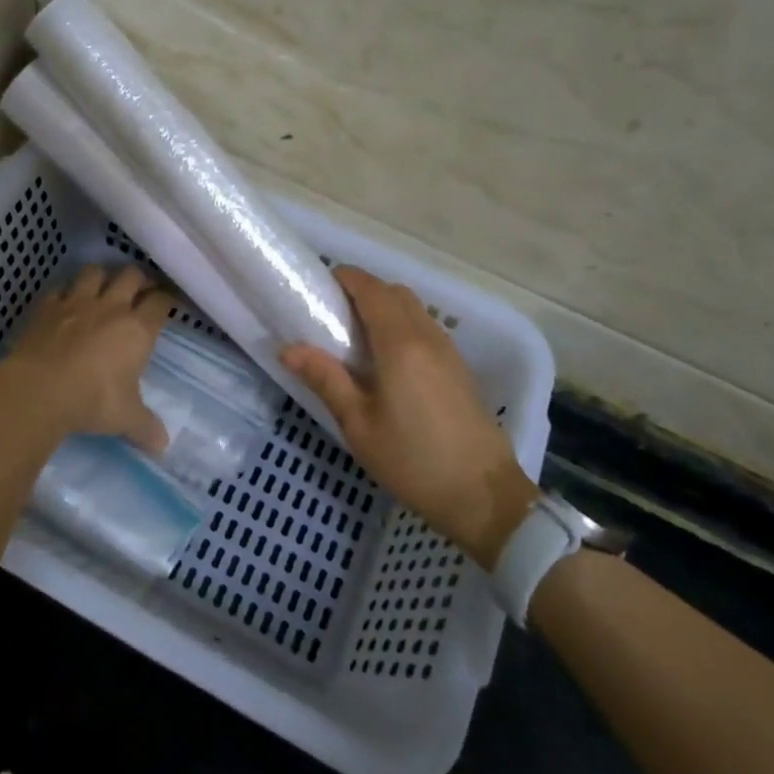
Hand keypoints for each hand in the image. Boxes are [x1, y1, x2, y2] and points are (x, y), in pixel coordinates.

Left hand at [0, 265, 173, 453]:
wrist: (39, 390)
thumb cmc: (92, 401)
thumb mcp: (126, 419)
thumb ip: (146, 428)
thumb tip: (163, 447)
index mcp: (137, 329)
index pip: (160, 302)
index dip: (167, 299)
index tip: (169, 302)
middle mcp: (111, 307)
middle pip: (131, 275)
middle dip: (138, 279)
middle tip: (139, 290)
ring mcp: (76, 302)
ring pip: (94, 272)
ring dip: (101, 276)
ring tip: (102, 287)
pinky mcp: (46, 307)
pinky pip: (59, 289)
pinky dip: (64, 293)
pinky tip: (63, 303)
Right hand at [281, 266, 537, 564]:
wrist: (484, 496)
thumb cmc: (413, 460)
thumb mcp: (358, 424)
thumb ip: (325, 379)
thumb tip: (288, 349)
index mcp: (400, 343)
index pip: (372, 289)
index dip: (346, 277)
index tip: (319, 285)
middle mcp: (427, 336)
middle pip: (395, 292)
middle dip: (363, 290)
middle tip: (332, 313)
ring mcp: (448, 351)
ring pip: (414, 309)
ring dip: (384, 306)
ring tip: (355, 336)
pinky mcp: (459, 368)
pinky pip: (426, 328)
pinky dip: (402, 325)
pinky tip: (386, 359)